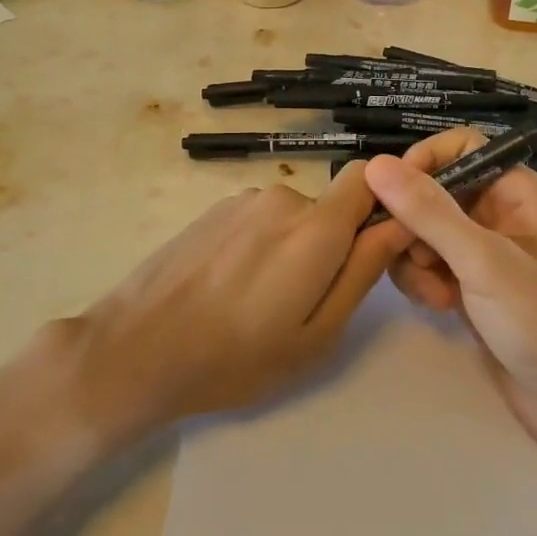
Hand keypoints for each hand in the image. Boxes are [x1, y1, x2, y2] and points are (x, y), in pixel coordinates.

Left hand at [66, 163, 416, 438]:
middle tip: (304, 303)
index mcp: (316, 227)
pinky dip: (258, 246)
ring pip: (291, 217)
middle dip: (330, 245)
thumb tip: (398, 225)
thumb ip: (362, 272)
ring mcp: (241, 200)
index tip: (373, 246)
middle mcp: (281, 198)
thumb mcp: (317, 334)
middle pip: (328, 208)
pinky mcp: (211, 210)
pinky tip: (229, 288)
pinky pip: (257, 220)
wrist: (138, 349)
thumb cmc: (237, 357)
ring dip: (291, 248)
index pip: (367, 178)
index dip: (380, 203)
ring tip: (259, 302)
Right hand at [363, 131, 536, 467]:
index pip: (460, 148)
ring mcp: (485, 256)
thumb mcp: (484, 261)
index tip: (393, 192)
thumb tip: (375, 164)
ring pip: (425, 233)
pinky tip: (439, 308)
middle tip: (407, 253)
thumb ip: (429, 212)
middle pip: (434, 192)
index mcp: (516, 191)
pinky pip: (431, 267)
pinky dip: (425, 282)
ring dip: (415, 258)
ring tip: (432, 292)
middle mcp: (499, 215)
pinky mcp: (473, 291)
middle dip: (412, 221)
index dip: (423, 162)